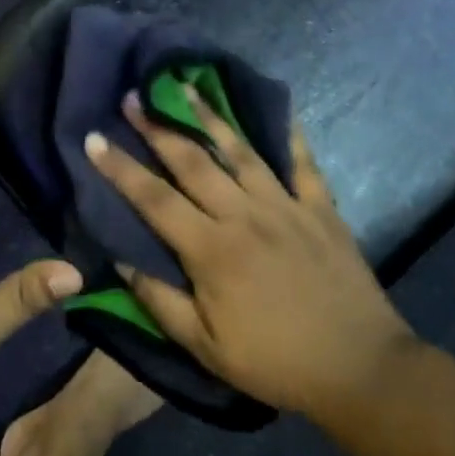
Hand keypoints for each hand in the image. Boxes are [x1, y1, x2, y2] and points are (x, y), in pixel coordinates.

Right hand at [85, 90, 413, 415]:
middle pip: (192, 161)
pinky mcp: (321, 209)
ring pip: (241, 151)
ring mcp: (286, 206)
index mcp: (211, 249)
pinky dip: (290, 134)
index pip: (154, 199)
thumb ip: (159, 301)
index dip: (120, 168)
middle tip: (134, 97)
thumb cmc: (275, 362)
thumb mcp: (205, 347)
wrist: (360, 368)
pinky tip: (278, 109)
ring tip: (187, 87)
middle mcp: (244, 215)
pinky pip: (303, 163)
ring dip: (209, 117)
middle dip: (158, 127)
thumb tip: (119, 260)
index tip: (94, 138)